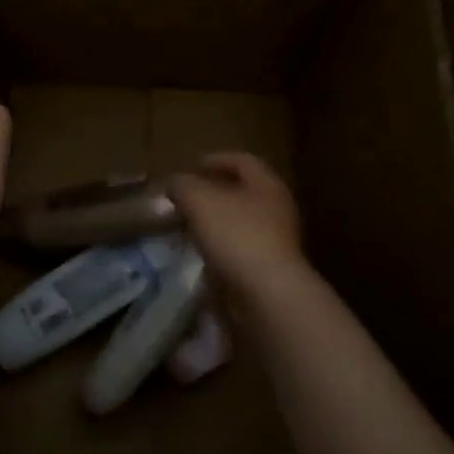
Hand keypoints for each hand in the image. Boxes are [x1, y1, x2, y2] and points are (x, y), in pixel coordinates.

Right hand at [170, 152, 304, 302]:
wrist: (266, 294)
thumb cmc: (236, 235)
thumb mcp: (199, 200)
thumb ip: (183, 185)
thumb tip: (175, 183)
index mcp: (267, 184)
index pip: (243, 161)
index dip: (217, 159)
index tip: (193, 164)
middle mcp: (277, 209)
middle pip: (244, 192)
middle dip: (215, 192)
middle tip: (188, 196)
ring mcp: (277, 241)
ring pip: (241, 222)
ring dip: (216, 221)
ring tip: (188, 225)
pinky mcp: (270, 269)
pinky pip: (241, 249)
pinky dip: (220, 247)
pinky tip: (201, 253)